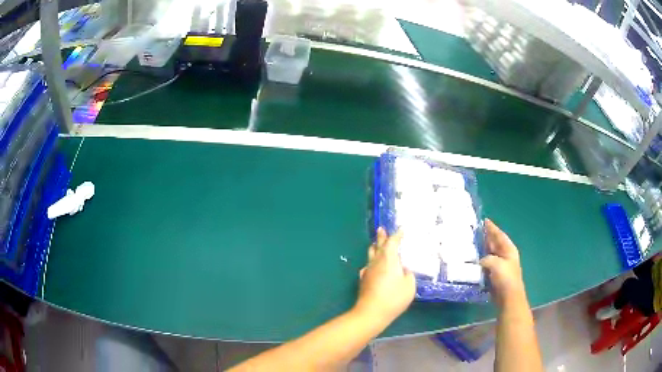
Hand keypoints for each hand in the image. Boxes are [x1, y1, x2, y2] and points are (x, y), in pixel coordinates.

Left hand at [354, 228, 415, 323]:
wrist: (371, 313)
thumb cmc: (394, 298)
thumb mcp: (410, 286)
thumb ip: (408, 274)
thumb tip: (403, 269)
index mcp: (389, 259)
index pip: (392, 242)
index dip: (397, 235)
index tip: (401, 230)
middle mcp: (376, 262)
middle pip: (378, 246)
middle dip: (381, 237)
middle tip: (381, 229)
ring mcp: (368, 271)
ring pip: (371, 255)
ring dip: (375, 248)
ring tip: (377, 244)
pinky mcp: (363, 280)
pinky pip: (368, 266)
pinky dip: (372, 262)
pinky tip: (372, 266)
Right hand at [479, 219, 525, 305]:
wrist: (508, 297)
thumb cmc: (505, 278)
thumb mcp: (496, 264)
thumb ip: (487, 258)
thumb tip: (480, 261)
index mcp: (509, 249)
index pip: (499, 235)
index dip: (492, 228)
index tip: (484, 220)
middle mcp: (505, 255)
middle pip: (494, 243)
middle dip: (486, 237)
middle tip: (474, 230)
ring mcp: (500, 265)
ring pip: (489, 253)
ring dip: (482, 249)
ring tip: (471, 243)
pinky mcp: (494, 275)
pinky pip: (485, 264)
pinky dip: (479, 261)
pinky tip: (472, 260)